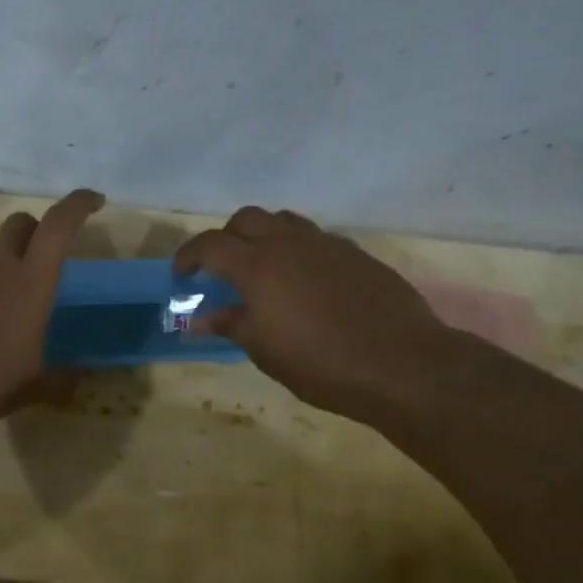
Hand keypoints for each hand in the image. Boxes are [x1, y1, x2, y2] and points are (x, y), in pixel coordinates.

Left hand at [0, 189, 104, 427]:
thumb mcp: (33, 384)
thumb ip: (60, 379)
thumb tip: (78, 380)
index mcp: (34, 284)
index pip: (59, 227)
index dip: (78, 205)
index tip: (95, 201)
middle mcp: (1, 265)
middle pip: (24, 225)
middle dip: (39, 230)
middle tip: (45, 252)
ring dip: (8, 239)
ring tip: (13, 256)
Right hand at [175, 206, 454, 420]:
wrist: (401, 364)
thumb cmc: (321, 363)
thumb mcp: (265, 350)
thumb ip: (231, 324)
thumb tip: (201, 318)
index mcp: (259, 266)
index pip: (210, 245)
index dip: (189, 256)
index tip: (182, 275)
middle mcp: (290, 244)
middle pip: (247, 219)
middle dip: (227, 238)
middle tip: (222, 269)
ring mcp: (327, 245)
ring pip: (285, 221)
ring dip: (264, 236)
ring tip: (264, 269)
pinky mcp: (356, 255)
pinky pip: (316, 239)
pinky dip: (298, 250)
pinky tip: (306, 283)